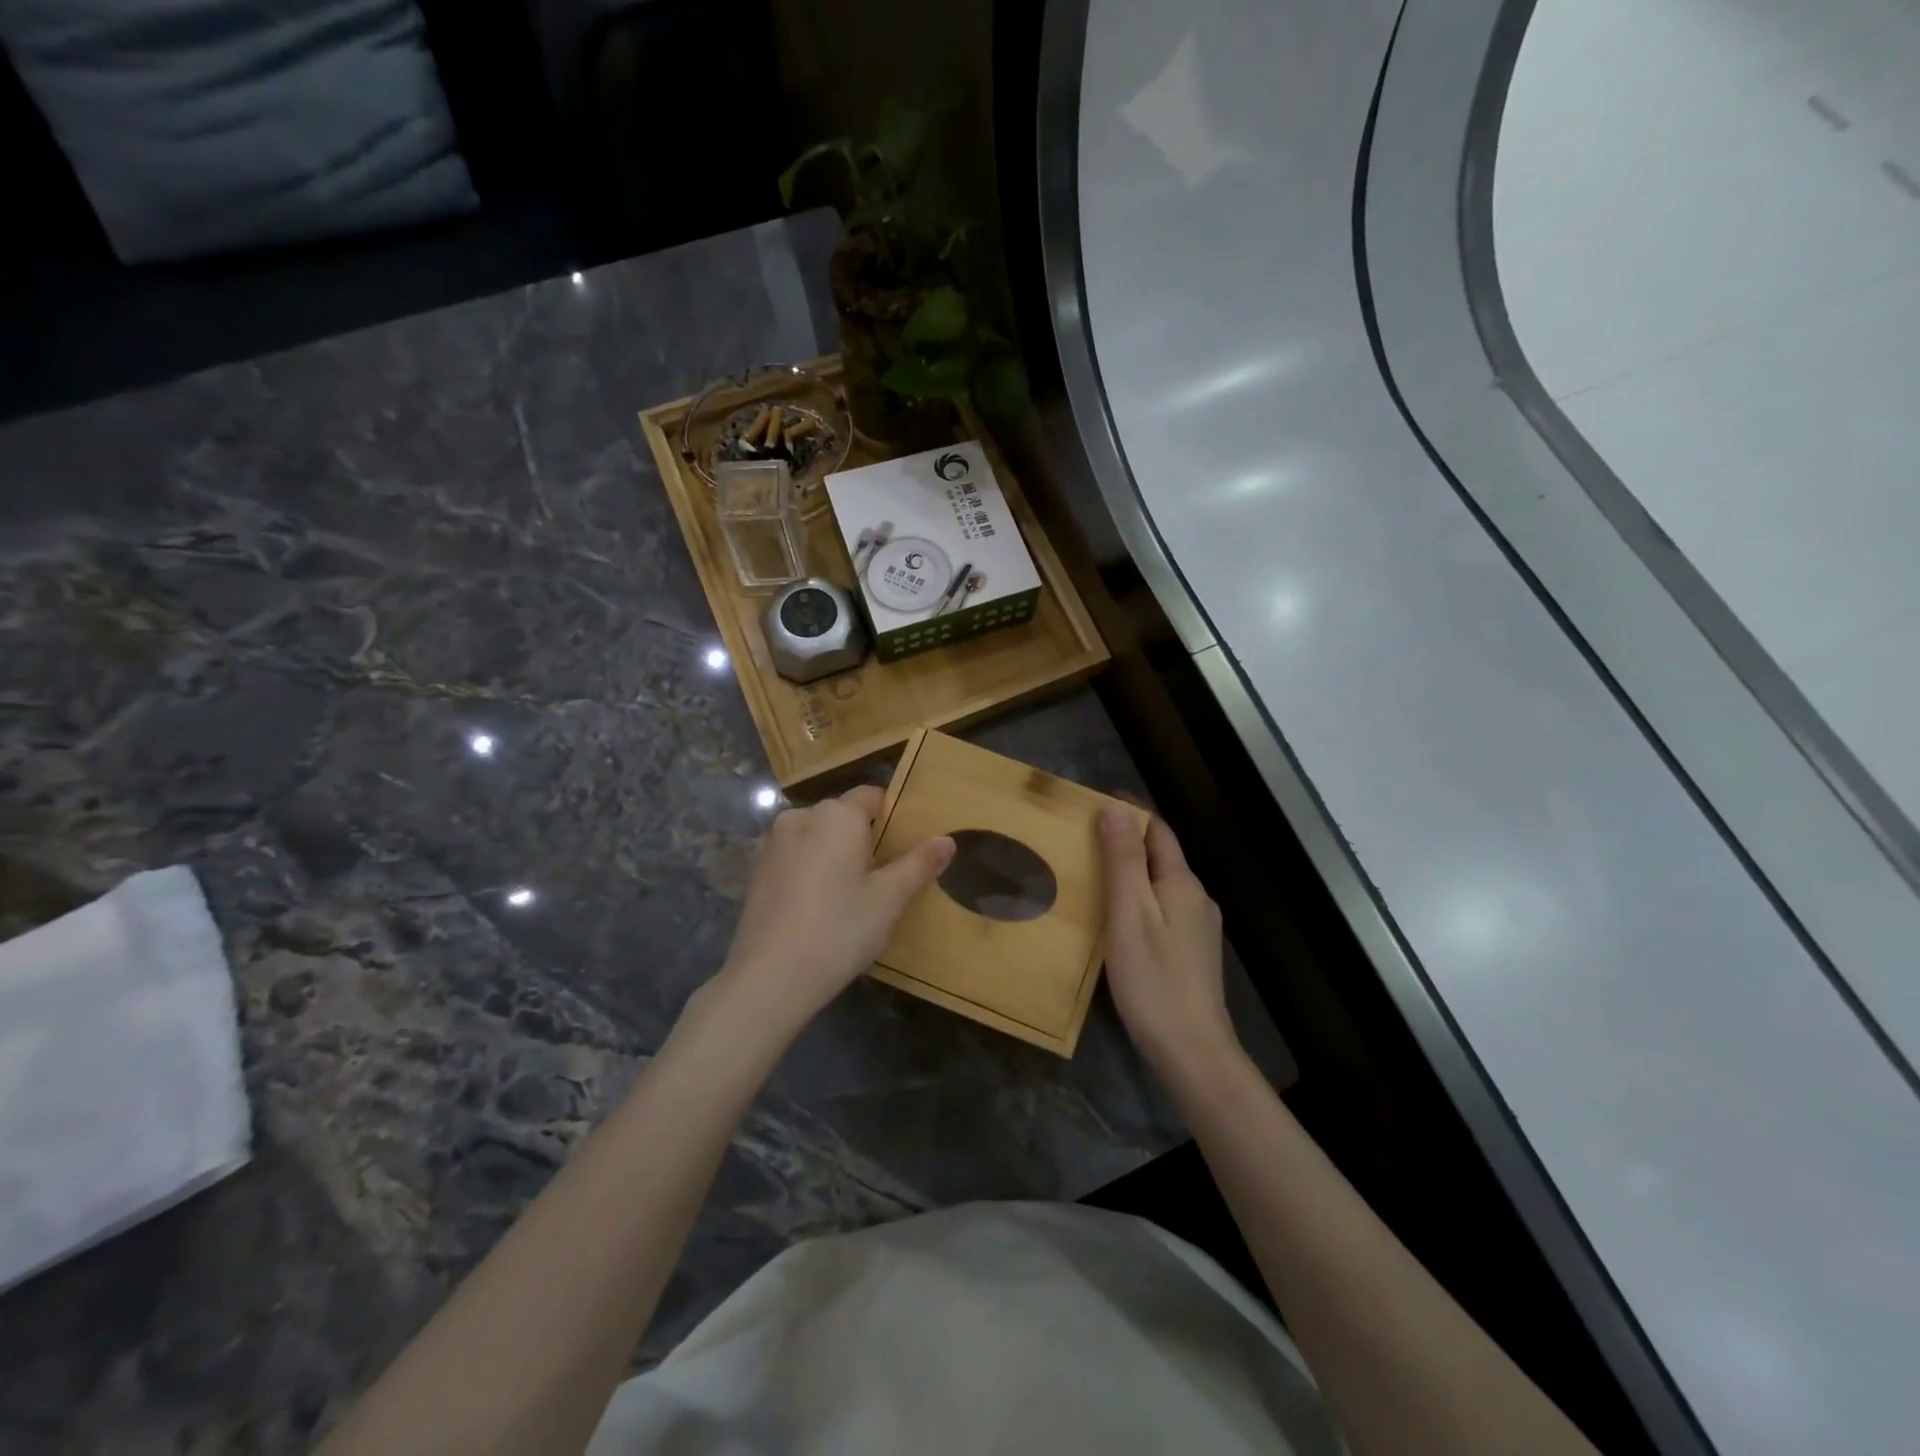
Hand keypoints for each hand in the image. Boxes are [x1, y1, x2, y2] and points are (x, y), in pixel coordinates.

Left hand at [709, 785, 954, 1043]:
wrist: (769, 977)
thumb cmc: (839, 930)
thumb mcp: (889, 899)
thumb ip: (919, 864)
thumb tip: (947, 840)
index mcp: (837, 815)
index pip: (872, 796)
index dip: (892, 816)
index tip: (904, 847)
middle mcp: (800, 817)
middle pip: (841, 816)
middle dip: (862, 838)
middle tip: (882, 877)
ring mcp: (771, 843)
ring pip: (814, 837)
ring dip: (832, 854)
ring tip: (849, 894)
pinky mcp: (754, 871)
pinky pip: (793, 857)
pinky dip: (808, 870)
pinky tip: (816, 906)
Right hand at [1099, 806, 1238, 1081]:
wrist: (1192, 1050)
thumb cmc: (1153, 979)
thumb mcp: (1130, 914)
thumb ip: (1124, 860)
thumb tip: (1116, 808)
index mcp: (1183, 884)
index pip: (1158, 830)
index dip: (1130, 810)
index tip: (1096, 799)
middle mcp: (1197, 898)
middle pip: (1162, 855)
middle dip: (1127, 838)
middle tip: (1083, 834)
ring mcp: (1198, 927)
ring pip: (1162, 883)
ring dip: (1132, 869)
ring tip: (1093, 869)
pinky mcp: (1191, 952)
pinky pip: (1163, 907)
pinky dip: (1139, 896)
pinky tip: (1117, 913)